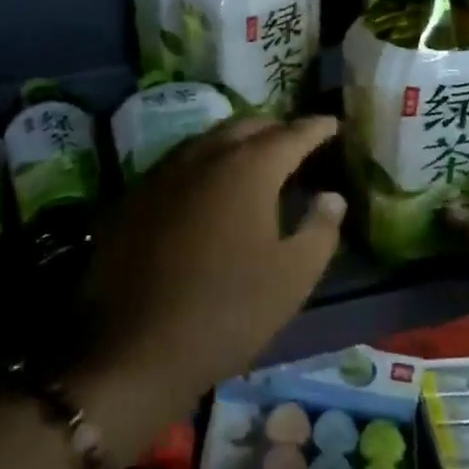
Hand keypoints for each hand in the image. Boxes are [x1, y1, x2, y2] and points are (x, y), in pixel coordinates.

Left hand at [76, 117, 344, 457]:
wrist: (138, 345)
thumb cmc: (229, 310)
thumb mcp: (293, 277)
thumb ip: (320, 229)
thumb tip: (331, 196)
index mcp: (247, 169)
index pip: (290, 134)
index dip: (315, 127)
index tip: (333, 123)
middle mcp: (203, 156)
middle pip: (245, 126)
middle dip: (275, 128)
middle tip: (295, 143)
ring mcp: (163, 172)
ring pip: (208, 140)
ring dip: (236, 142)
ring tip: (254, 159)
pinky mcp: (135, 195)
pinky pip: (178, 163)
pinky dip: (204, 164)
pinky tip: (208, 188)